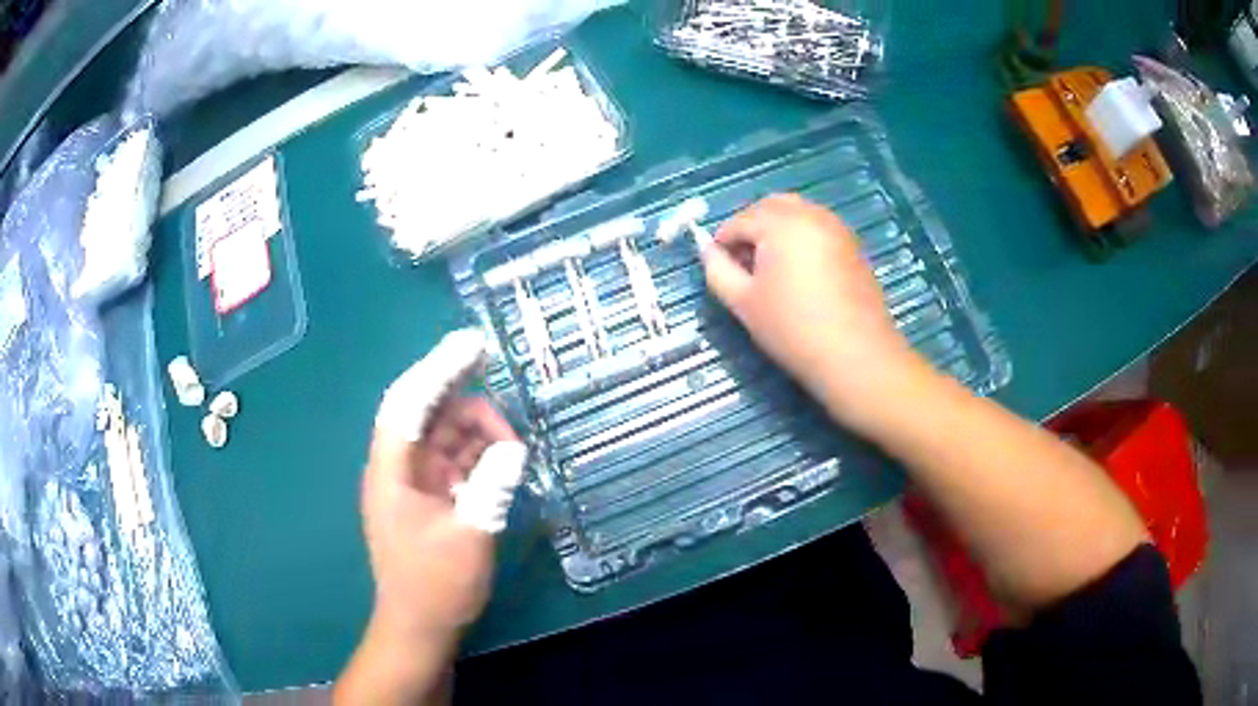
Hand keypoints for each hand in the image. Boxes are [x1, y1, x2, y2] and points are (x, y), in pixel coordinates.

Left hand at [365, 329, 526, 642]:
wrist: (418, 627)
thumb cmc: (435, 585)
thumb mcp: (470, 537)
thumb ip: (491, 489)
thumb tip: (513, 449)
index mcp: (392, 471)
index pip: (410, 402)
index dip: (439, 368)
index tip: (472, 344)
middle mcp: (397, 468)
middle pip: (426, 412)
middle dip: (461, 394)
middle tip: (498, 386)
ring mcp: (412, 483)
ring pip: (442, 436)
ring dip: (475, 432)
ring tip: (511, 446)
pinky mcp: (427, 498)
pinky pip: (452, 461)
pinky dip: (476, 455)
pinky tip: (502, 461)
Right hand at [701, 194, 923, 431]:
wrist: (857, 356)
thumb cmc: (793, 329)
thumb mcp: (743, 302)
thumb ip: (717, 270)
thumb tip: (707, 250)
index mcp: (780, 222)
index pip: (739, 221)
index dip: (723, 243)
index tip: (719, 269)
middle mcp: (810, 214)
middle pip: (770, 207)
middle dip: (751, 228)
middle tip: (744, 265)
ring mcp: (836, 228)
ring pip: (797, 214)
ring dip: (777, 231)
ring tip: (772, 271)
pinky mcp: (853, 246)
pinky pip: (818, 228)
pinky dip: (801, 239)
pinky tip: (800, 275)